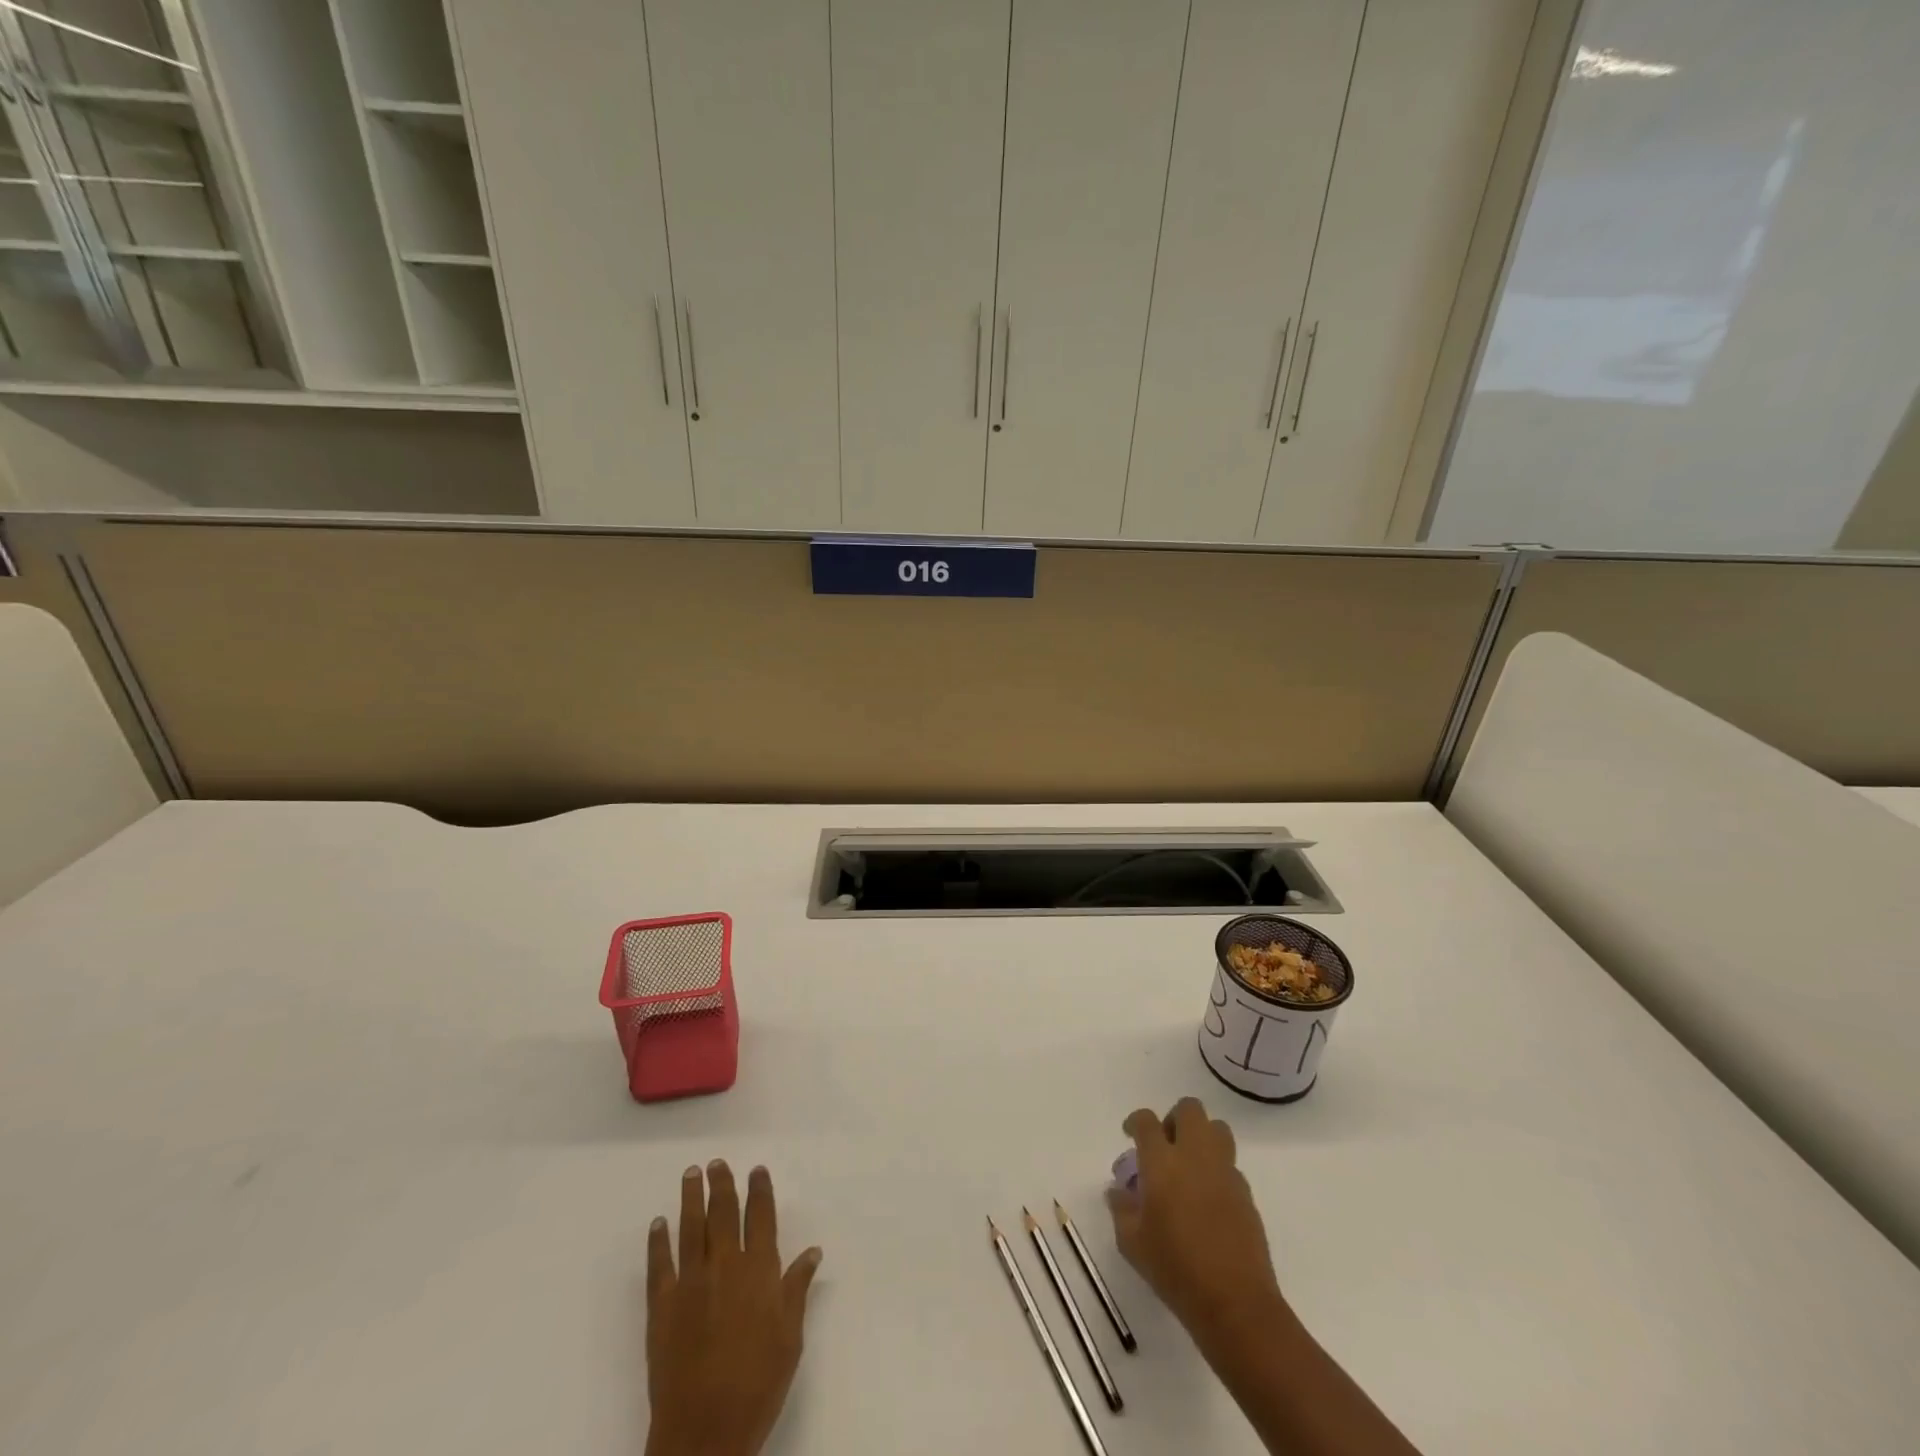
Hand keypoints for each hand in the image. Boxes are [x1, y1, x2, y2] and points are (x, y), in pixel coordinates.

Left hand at [645, 1161, 822, 1455]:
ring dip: (690, 1199)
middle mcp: (725, 1266)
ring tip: (691, 1175)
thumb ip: (797, 1290)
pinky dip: (658, 1241)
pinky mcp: (662, 1306)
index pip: (761, 1218)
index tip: (756, 1169)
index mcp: (759, 1271)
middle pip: (723, 1214)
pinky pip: (659, 1264)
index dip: (759, 1191)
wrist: (704, 1431)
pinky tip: (658, 1224)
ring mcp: (691, 1283)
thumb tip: (812, 1251)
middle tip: (716, 1162)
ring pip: (691, 1229)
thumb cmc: (758, 1384)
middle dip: (722, 1184)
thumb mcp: (790, 1338)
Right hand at [1107, 1098, 1286, 1360]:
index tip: (1131, 1135)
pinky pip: (1230, 1164)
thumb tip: (1118, 1191)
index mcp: (1162, 1162)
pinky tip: (1208, 1199)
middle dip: (1174, 1119)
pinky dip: (1217, 1169)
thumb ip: (1122, 1209)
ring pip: (1217, 1128)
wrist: (1235, 1303)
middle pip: (1189, 1109)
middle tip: (1165, 1146)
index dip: (1135, 1122)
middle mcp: (1195, 1156)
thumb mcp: (1132, 1244)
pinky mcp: (1246, 1193)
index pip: (1147, 1121)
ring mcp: (1225, 1172)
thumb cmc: (1175, 1270)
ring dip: (1202, 1136)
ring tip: (1189, 1165)